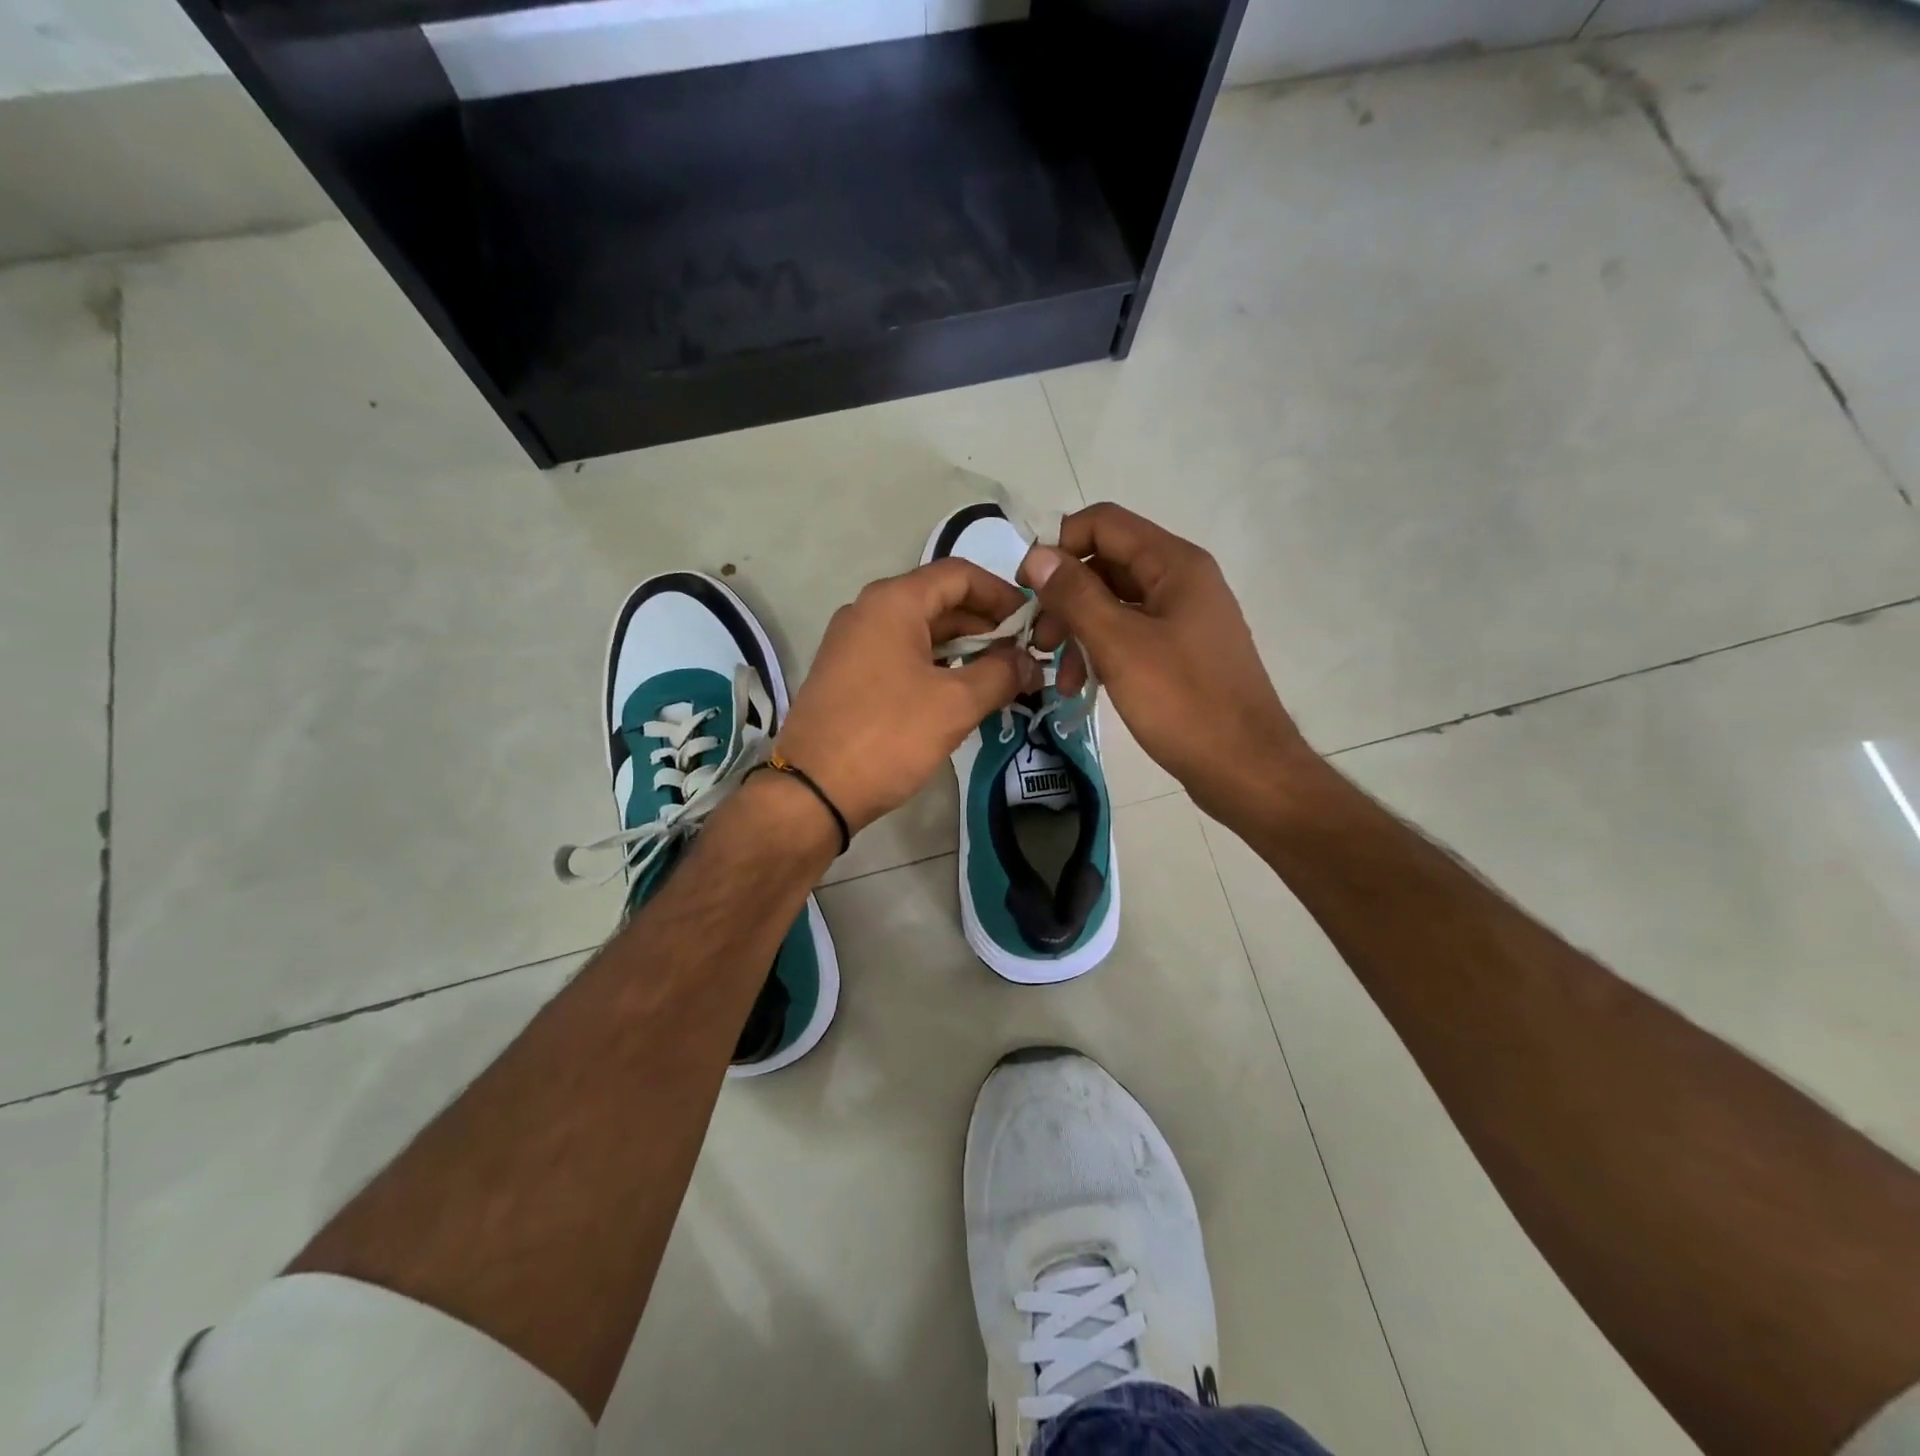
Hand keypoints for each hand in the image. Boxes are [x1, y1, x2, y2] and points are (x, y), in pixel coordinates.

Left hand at [776, 559, 1042, 834]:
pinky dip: (936, 666)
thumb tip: (1030, 662)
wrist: (812, 791)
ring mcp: (853, 643)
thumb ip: (1001, 674)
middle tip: (1024, 657)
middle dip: (986, 626)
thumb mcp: (955, 704)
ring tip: (1001, 678)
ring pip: (921, 632)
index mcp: (893, 602)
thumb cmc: (888, 736)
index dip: (1002, 593)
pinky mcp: (847, 675)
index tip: (1032, 623)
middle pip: (940, 601)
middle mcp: (868, 611)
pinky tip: (960, 694)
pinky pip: (901, 656)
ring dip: (964, 649)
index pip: (959, 574)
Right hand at [1022, 503, 1312, 823]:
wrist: (1245, 768)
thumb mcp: (1120, 646)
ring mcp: (1183, 618)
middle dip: (1064, 599)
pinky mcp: (1180, 653)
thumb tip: (1037, 555)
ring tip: (1055, 676)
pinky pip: (1129, 636)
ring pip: (1114, 605)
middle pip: (1106, 565)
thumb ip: (1075, 596)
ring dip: (1077, 632)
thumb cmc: (1183, 703)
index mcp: (1174, 565)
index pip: (1104, 524)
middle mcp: (1181, 581)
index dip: (1059, 545)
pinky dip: (1100, 653)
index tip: (1025, 588)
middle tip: (1036, 641)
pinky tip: (1080, 685)